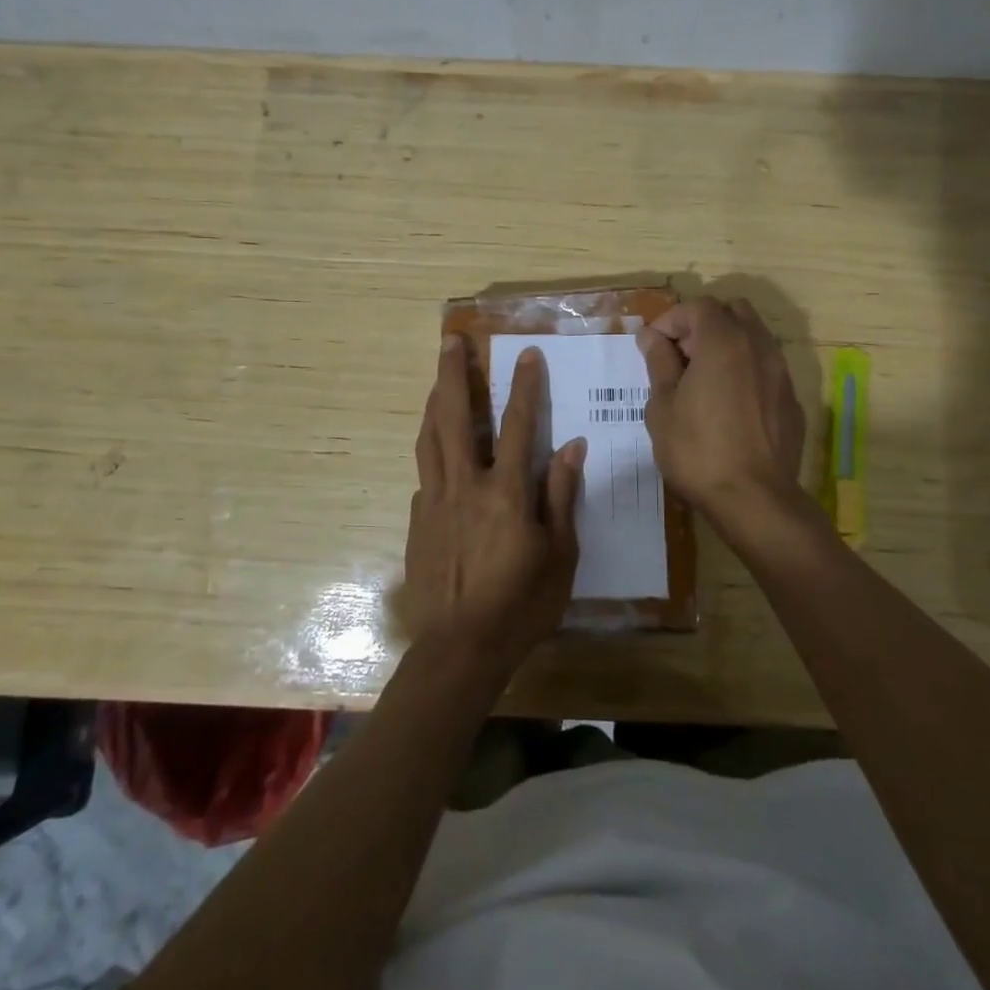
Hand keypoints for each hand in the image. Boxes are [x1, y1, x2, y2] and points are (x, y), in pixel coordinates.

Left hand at [401, 336, 585, 671]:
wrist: (460, 648)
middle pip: (456, 417)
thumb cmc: (521, 604)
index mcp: (505, 492)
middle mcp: (465, 485)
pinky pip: (424, 472)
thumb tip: (571, 447)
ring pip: (430, 438)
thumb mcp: (560, 555)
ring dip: (435, 401)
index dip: (524, 386)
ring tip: (438, 378)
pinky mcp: (417, 520)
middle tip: (451, 341)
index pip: (517, 425)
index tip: (525, 353)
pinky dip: (432, 448)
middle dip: (454, 374)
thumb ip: (562, 496)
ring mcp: (435, 501)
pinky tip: (438, 448)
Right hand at [638, 296, 805, 519]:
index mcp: (724, 342)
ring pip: (754, 338)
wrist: (755, 499)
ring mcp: (781, 373)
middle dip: (703, 324)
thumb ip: (659, 364)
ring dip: (726, 345)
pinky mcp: (792, 400)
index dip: (671, 319)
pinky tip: (728, 404)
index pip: (699, 306)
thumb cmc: (698, 451)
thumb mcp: (663, 407)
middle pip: (733, 311)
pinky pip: (766, 368)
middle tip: (680, 355)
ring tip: (702, 380)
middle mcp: (759, 347)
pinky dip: (745, 370)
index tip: (653, 346)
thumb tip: (653, 338)